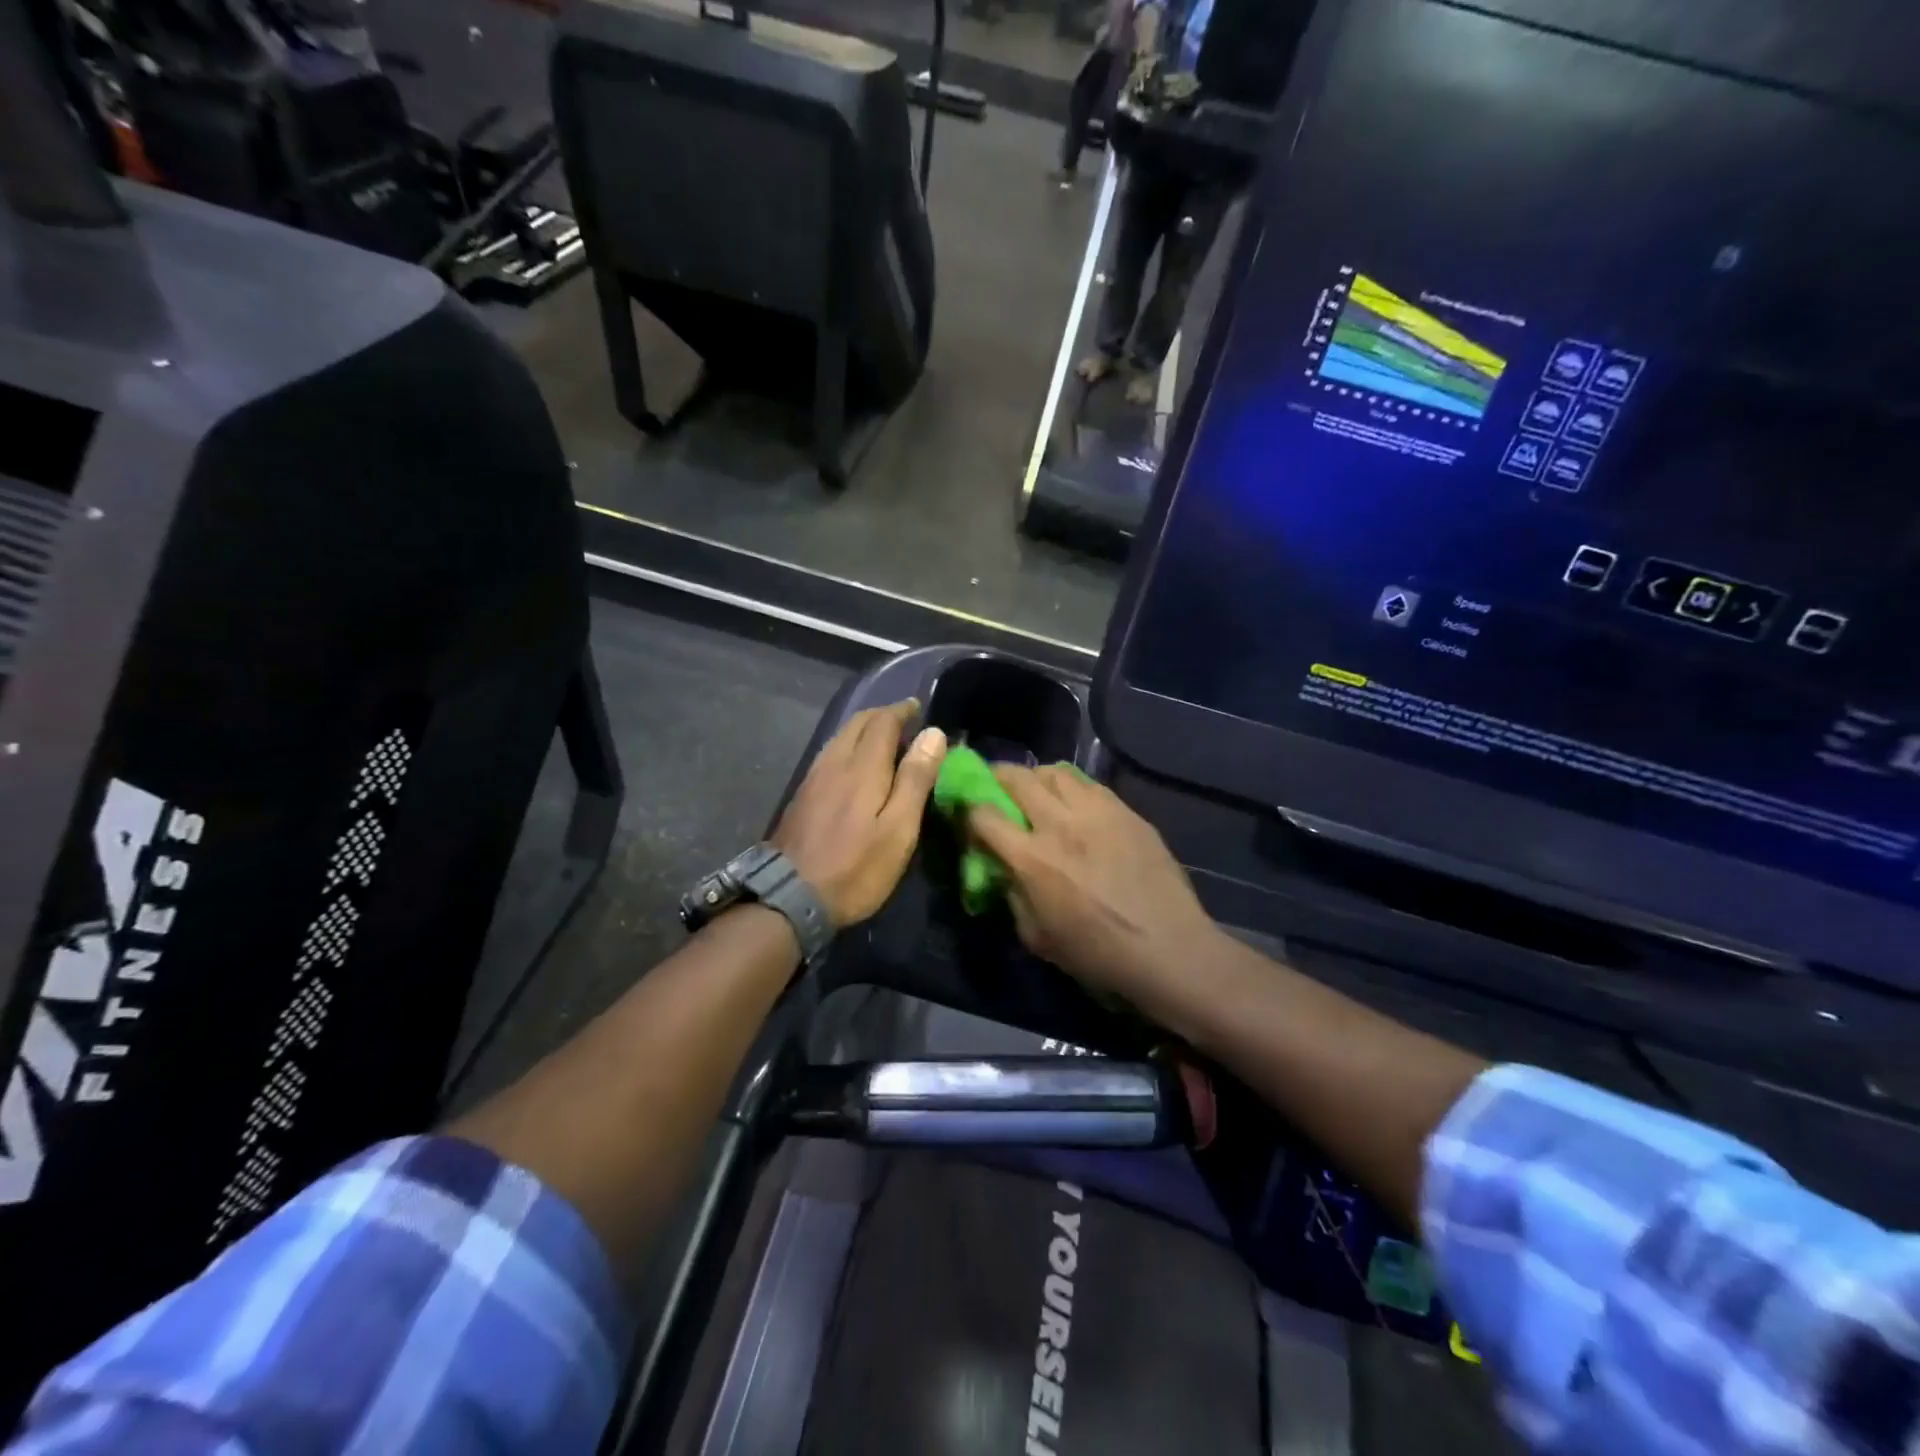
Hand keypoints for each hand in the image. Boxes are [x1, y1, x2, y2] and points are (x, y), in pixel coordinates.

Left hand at [771, 702, 947, 928]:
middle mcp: (834, 762)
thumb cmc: (856, 867)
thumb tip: (933, 733)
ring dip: (863, 730)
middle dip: (882, 715)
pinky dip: (848, 747)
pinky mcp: (802, 795)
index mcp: (862, 766)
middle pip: (857, 723)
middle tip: (904, 721)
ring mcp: (813, 777)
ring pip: (840, 737)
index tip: (918, 708)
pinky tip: (854, 766)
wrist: (790, 896)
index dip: (902, 711)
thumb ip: (915, 779)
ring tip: (884, 740)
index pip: (883, 721)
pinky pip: (830, 755)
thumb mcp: (898, 829)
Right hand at [966, 765, 1219, 1008]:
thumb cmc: (1099, 955)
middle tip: (995, 786)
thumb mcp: (1037, 937)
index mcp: (1033, 859)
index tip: (967, 814)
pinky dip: (1072, 787)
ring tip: (1037, 790)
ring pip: (1055, 771)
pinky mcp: (1127, 812)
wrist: (1169, 949)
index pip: (984, 815)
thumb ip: (1012, 896)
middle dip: (997, 777)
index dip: (968, 810)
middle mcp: (1060, 824)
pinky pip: (1090, 784)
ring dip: (1037, 777)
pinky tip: (1075, 804)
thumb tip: (1003, 870)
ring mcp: (1098, 812)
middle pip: (1017, 778)